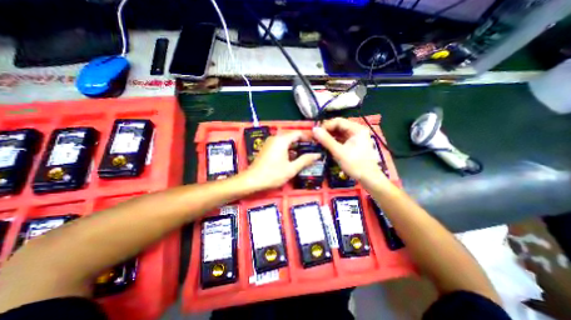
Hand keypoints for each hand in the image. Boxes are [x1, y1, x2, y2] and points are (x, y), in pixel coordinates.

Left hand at [241, 131, 319, 190]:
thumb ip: (305, 160)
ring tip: (303, 156)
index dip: (308, 138)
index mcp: (282, 140)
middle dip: (302, 143)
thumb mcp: (291, 168)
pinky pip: (279, 145)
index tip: (315, 145)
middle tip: (310, 152)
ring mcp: (269, 142)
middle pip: (292, 136)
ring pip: (285, 141)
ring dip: (294, 147)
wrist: (252, 180)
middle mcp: (275, 138)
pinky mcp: (266, 148)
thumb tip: (317, 154)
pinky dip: (287, 149)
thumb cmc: (273, 174)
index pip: (298, 133)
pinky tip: (291, 158)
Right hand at [311, 118, 382, 182]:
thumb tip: (314, 129)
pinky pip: (340, 139)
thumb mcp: (339, 152)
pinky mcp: (352, 144)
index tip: (315, 133)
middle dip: (326, 131)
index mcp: (357, 129)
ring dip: (328, 136)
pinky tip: (325, 145)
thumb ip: (326, 140)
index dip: (325, 126)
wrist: (368, 179)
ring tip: (318, 142)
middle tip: (315, 138)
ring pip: (338, 133)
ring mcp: (355, 137)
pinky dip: (332, 141)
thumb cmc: (355, 164)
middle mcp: (356, 130)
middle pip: (338, 126)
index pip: (338, 121)